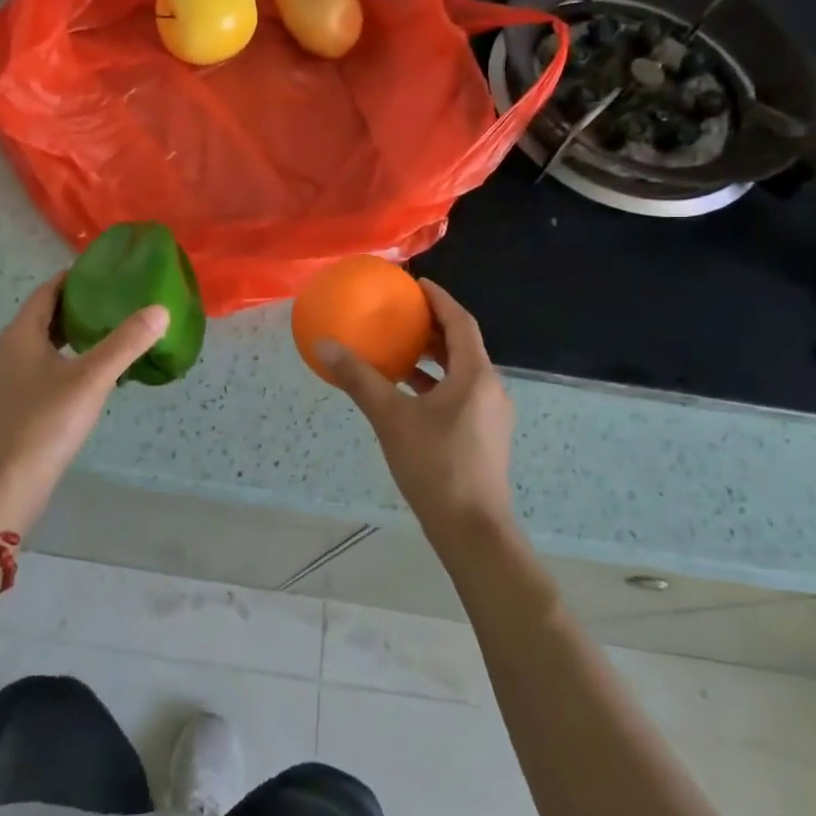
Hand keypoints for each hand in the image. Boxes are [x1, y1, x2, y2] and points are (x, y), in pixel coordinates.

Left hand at [0, 276, 168, 519]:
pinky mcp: (18, 399)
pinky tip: (93, 369)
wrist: (12, 481)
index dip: (75, 277)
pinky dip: (68, 355)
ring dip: (73, 331)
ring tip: (110, 329)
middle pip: (45, 313)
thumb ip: (126, 342)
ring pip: (45, 340)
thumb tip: (160, 310)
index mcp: (21, 333)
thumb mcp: (92, 377)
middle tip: (116, 298)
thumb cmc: (47, 420)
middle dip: (78, 303)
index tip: (107, 271)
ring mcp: (11, 376)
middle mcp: (10, 348)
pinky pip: (45, 363)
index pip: (48, 290)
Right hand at [319, 279, 515, 542]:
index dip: (440, 299)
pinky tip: (408, 393)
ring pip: (462, 372)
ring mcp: (491, 415)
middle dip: (434, 327)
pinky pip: (461, 394)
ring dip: (434, 357)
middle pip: (463, 345)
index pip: (460, 323)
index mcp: (475, 376)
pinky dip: (436, 384)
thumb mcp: (391, 418)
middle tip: (403, 314)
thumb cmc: (435, 466)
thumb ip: (359, 379)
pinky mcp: (485, 436)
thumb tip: (324, 345)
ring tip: (400, 348)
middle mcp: (491, 389)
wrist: (472, 530)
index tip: (417, 284)